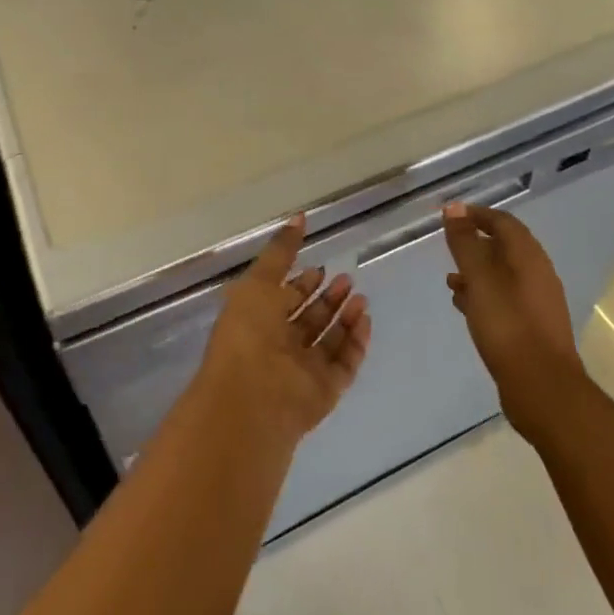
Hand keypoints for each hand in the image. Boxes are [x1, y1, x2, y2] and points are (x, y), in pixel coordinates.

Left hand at [193, 215, 371, 451]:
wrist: (253, 397)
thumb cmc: (248, 333)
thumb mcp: (259, 281)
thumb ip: (281, 251)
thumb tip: (299, 217)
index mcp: (256, 321)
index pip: (283, 299)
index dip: (301, 283)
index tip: (319, 267)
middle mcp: (279, 347)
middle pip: (308, 319)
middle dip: (327, 298)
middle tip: (346, 278)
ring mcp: (302, 371)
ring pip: (328, 340)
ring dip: (344, 317)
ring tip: (360, 295)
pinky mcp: (324, 391)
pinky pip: (344, 363)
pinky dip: (355, 342)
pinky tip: (365, 319)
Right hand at [443, 202, 587, 439]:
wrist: (543, 389)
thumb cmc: (508, 326)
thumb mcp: (480, 279)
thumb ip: (465, 244)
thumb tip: (455, 208)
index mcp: (529, 257)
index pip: (503, 222)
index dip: (476, 215)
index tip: (450, 216)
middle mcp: (537, 274)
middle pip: (505, 248)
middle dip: (475, 244)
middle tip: (448, 247)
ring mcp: (537, 303)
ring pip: (503, 276)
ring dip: (477, 272)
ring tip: (450, 279)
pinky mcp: (532, 328)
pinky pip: (504, 299)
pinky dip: (483, 295)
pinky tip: (464, 307)